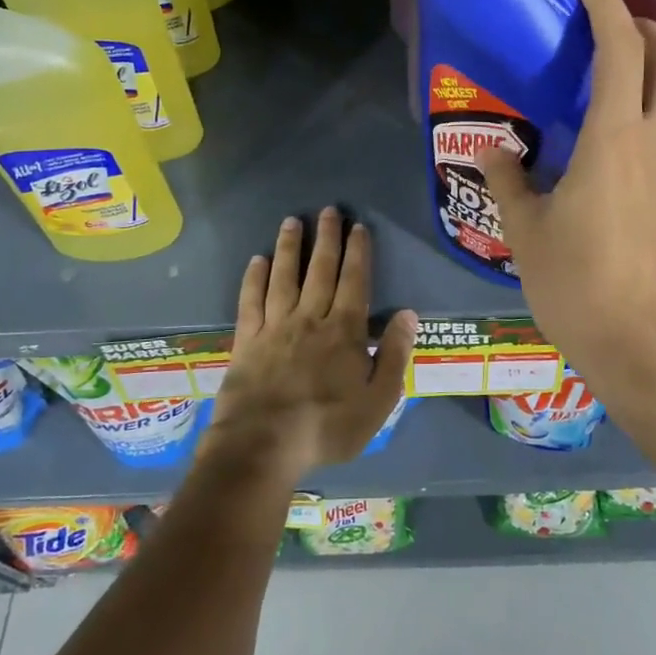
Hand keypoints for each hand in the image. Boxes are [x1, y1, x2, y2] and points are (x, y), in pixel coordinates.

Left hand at [200, 207, 416, 483]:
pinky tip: (257, 260)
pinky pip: (251, 300)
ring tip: (291, 221)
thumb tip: (408, 314)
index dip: (357, 252)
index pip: (354, 281)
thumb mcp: (378, 400)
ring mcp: (275, 326)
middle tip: (328, 210)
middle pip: (320, 270)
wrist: (264, 444)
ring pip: (284, 277)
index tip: (358, 226)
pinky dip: (254, 278)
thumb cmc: (327, 426)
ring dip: (289, 247)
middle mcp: (310, 318)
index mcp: (344, 331)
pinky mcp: (247, 339)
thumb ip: (394, 355)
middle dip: (326, 238)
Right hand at [475, 0, 655, 394]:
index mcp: (615, 139)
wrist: (641, 345)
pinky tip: (642, 132)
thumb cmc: (575, 284)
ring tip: (631, 73)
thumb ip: (508, 179)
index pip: (621, 48)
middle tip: (615, 28)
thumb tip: (492, 149)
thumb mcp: (525, 230)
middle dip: (650, 26)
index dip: (607, 6)